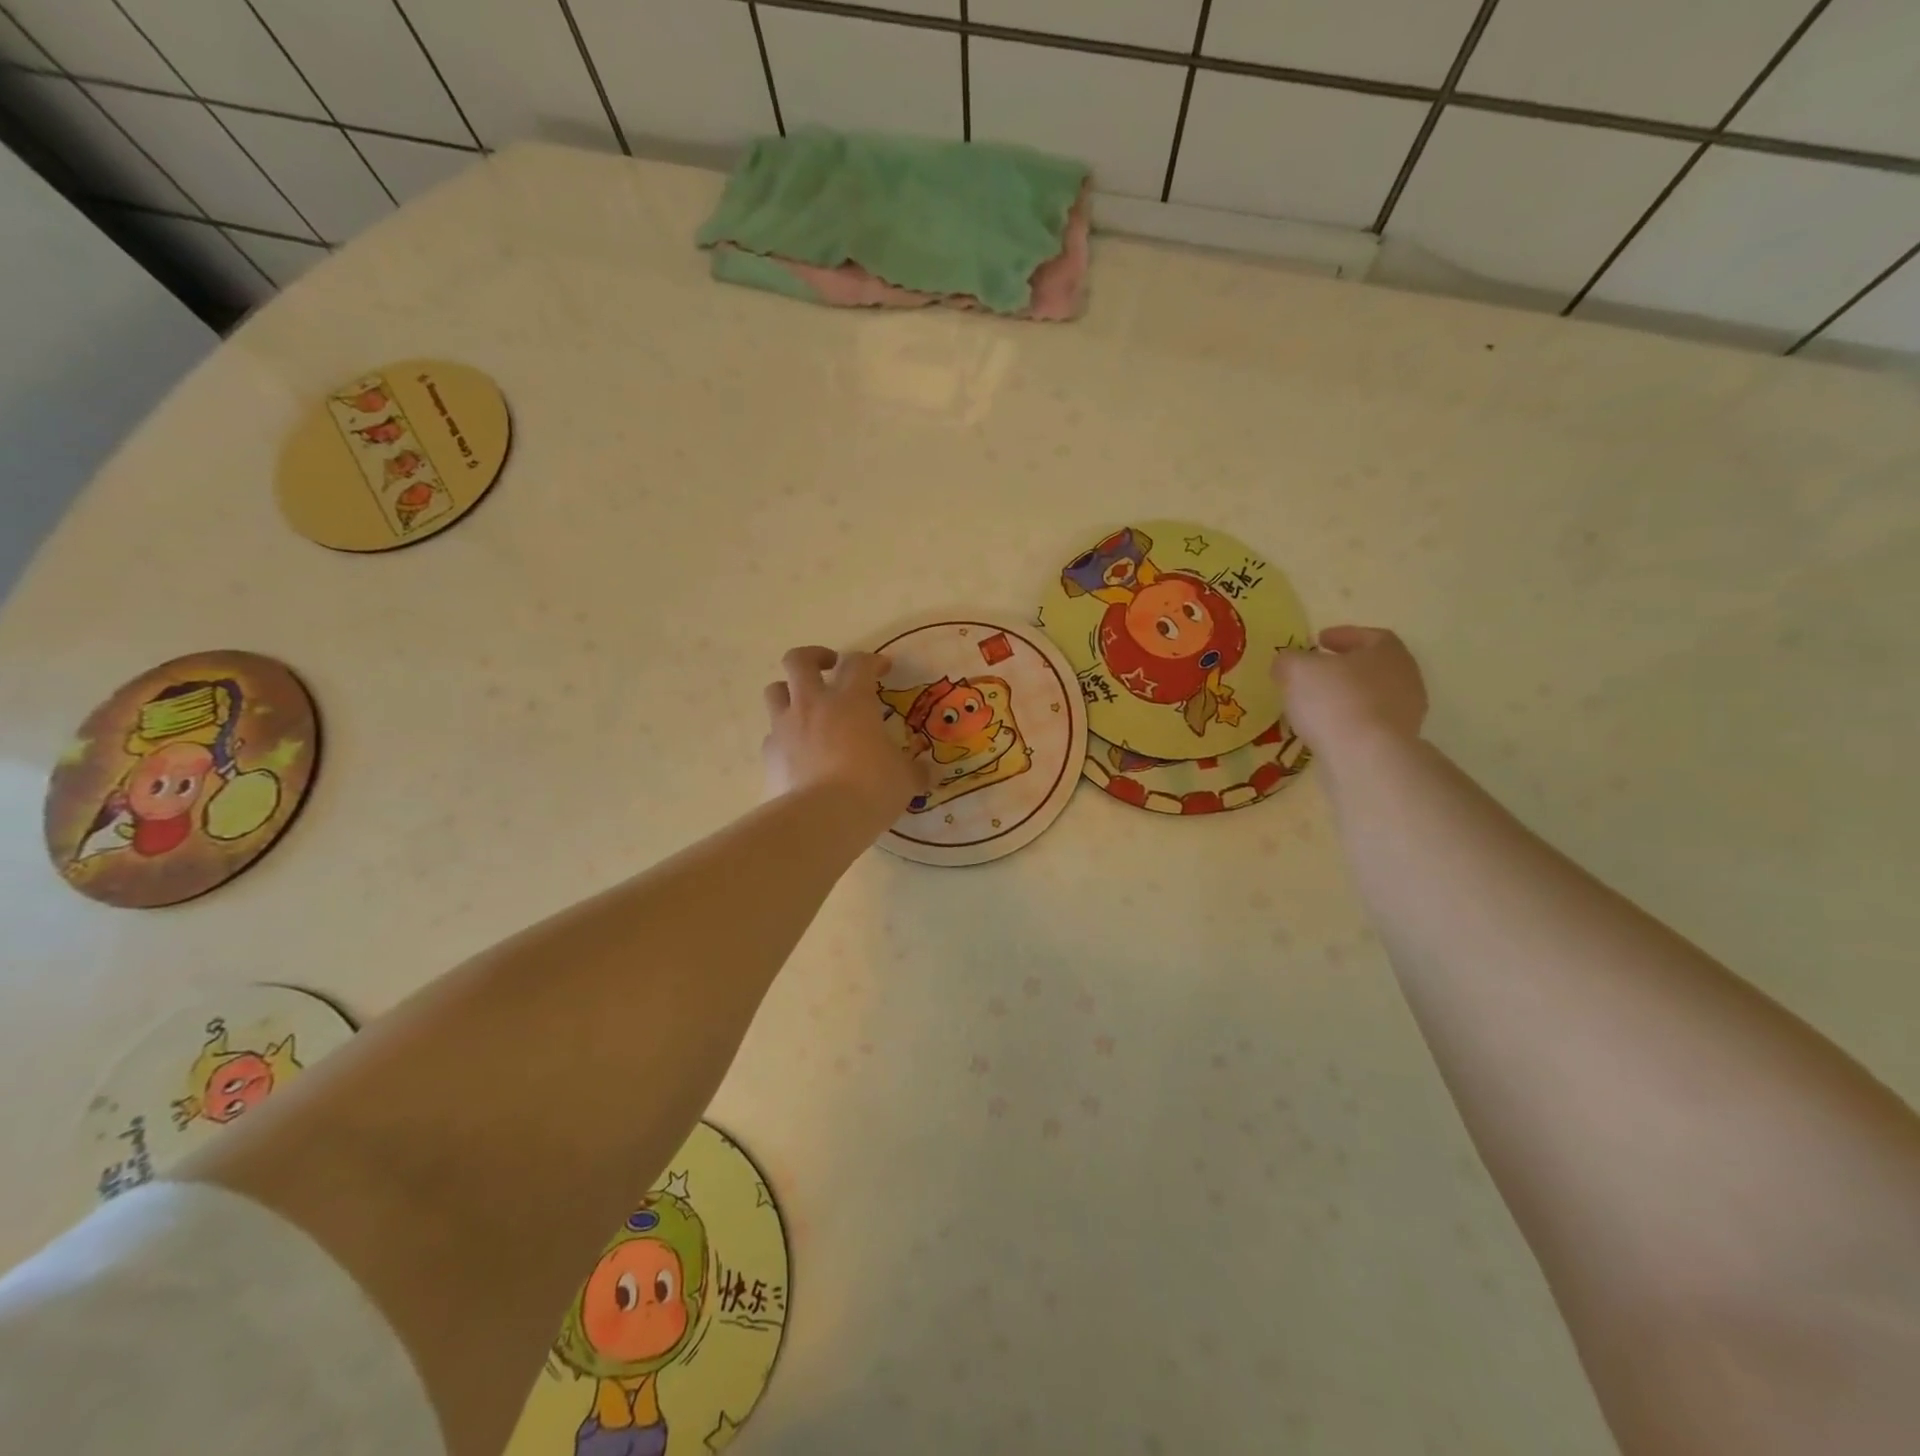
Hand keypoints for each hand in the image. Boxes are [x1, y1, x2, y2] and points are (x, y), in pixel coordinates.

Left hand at [763, 647, 932, 828]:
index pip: (858, 663)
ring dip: (788, 692)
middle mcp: (813, 704)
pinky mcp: (769, 755)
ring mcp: (785, 727)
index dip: (871, 661)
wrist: (820, 820)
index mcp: (851, 700)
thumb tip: (928, 773)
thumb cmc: (870, 788)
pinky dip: (783, 737)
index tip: (882, 668)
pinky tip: (798, 752)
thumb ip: (914, 771)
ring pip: (774, 691)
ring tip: (805, 707)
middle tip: (829, 667)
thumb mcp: (904, 779)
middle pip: (799, 660)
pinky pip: (772, 735)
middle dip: (814, 657)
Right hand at [1272, 626, 1427, 761]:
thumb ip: (1289, 661)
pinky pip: (1368, 723)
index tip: (1319, 640)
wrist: (1366, 757)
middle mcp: (1405, 678)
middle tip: (1317, 671)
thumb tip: (1286, 663)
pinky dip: (1348, 721)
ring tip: (1316, 704)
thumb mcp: (1297, 670)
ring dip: (1346, 697)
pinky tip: (1326, 728)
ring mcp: (1406, 713)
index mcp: (1388, 651)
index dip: (1342, 636)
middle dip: (1345, 667)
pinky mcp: (1397, 742)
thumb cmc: (1334, 700)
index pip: (1369, 636)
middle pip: (1372, 666)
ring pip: (1371, 696)